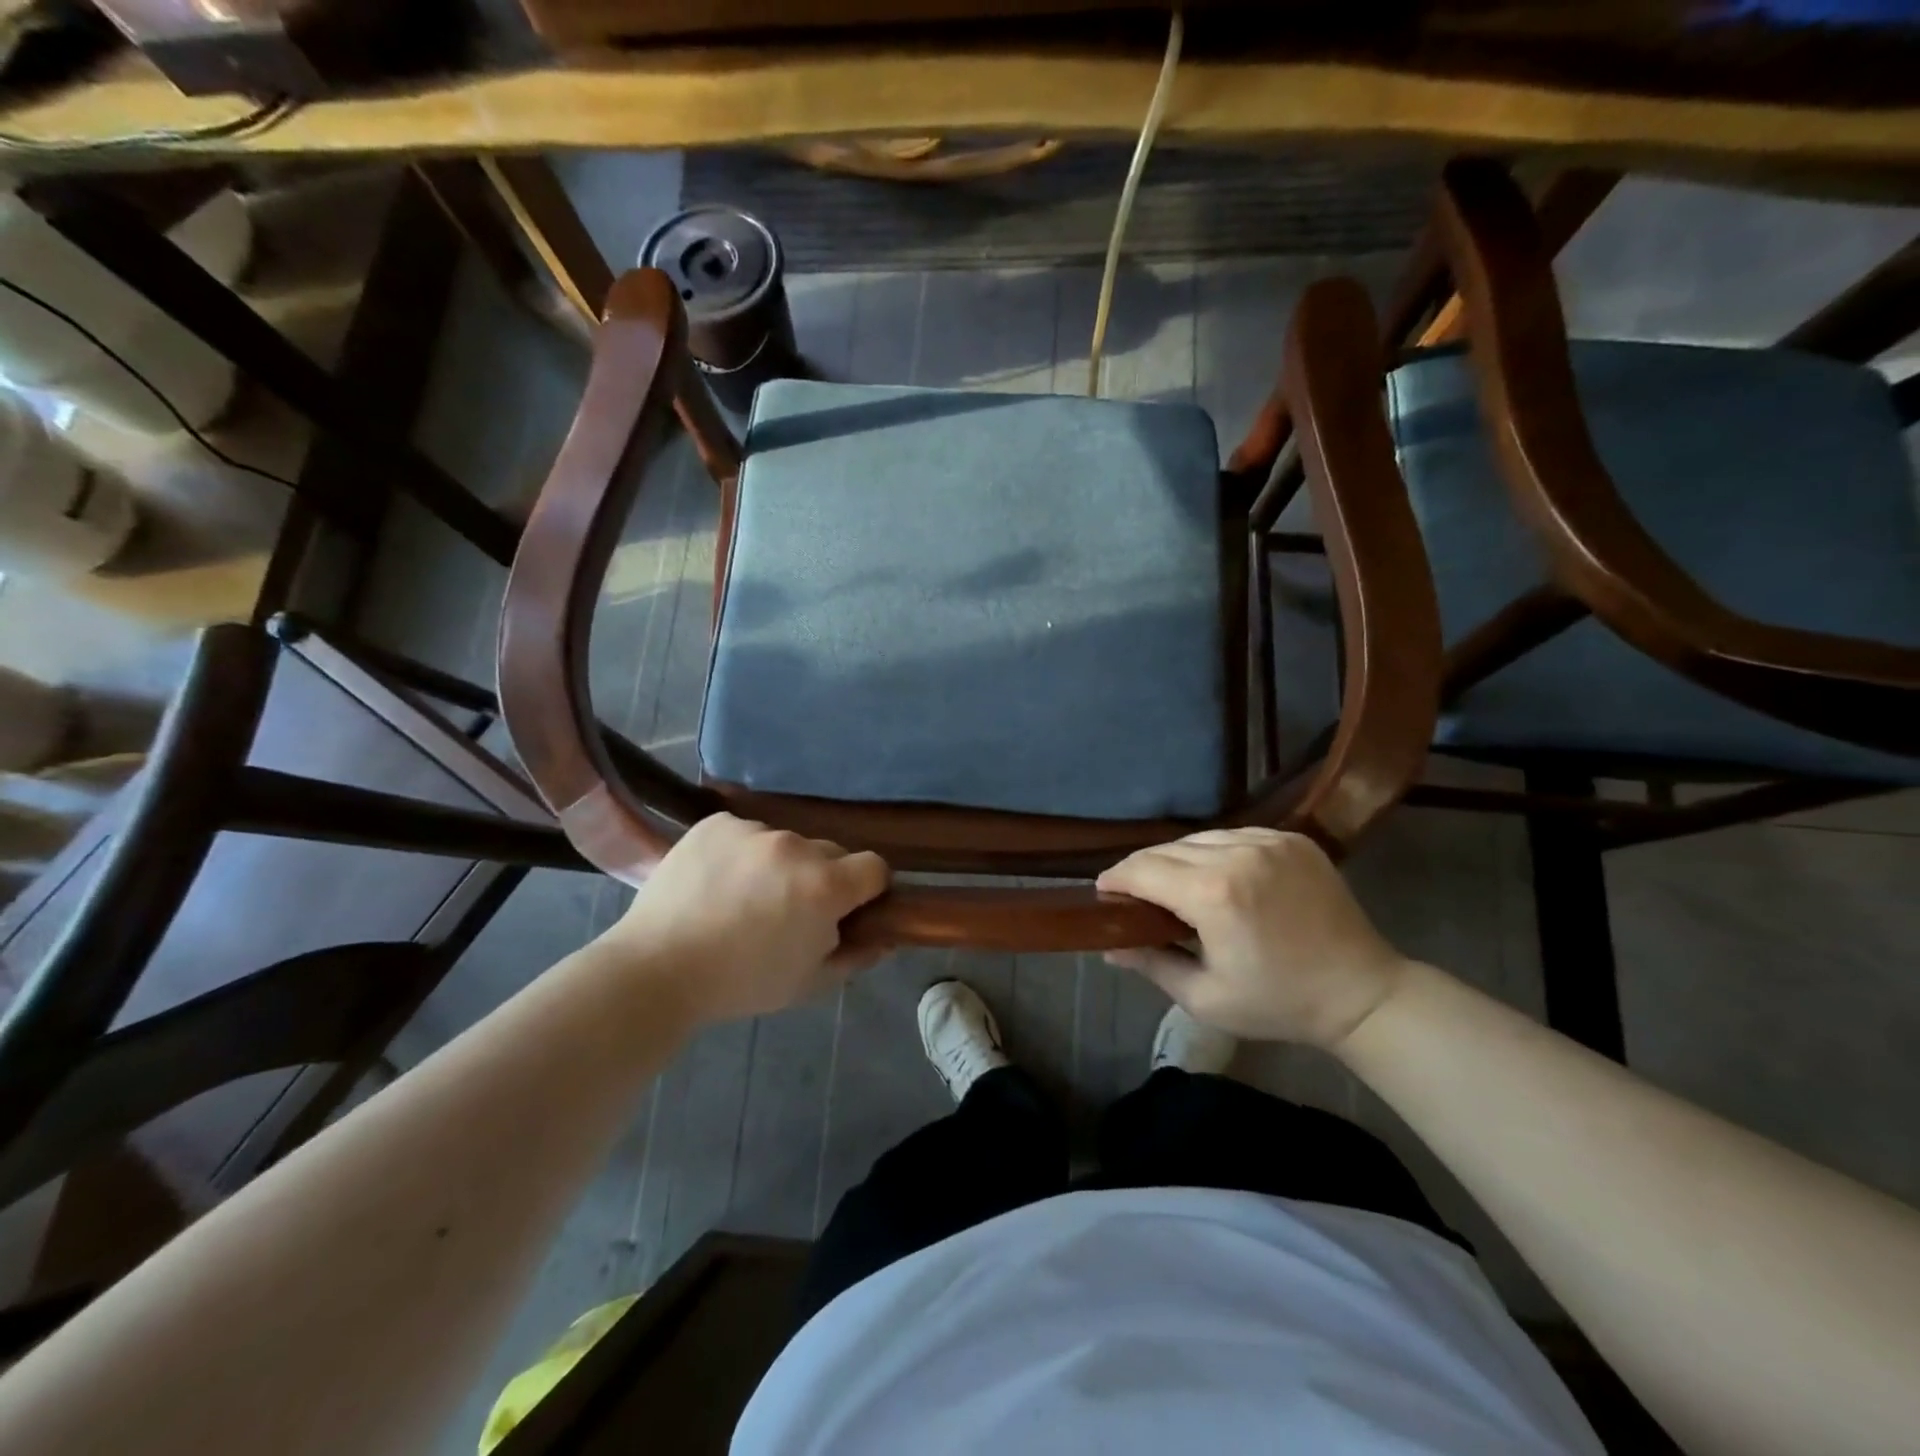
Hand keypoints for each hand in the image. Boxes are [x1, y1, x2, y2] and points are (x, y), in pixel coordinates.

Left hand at [598, 814, 889, 1024]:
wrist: (656, 970)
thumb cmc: (740, 983)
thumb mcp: (808, 983)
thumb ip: (856, 956)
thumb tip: (885, 937)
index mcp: (826, 886)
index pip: (875, 867)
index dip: (868, 889)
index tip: (848, 909)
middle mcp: (796, 847)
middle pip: (830, 852)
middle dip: (822, 877)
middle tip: (790, 909)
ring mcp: (754, 830)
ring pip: (786, 842)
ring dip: (780, 864)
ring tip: (744, 897)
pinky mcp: (717, 823)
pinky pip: (746, 832)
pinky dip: (741, 852)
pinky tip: (717, 881)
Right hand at [1096, 828, 1410, 1049]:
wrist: (1362, 993)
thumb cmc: (1278, 1003)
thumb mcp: (1206, 997)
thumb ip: (1151, 964)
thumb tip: (1108, 947)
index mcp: (1213, 894)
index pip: (1142, 869)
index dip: (1115, 879)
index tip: (1104, 892)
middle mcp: (1238, 854)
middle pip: (1166, 849)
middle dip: (1142, 869)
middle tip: (1133, 894)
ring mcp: (1269, 841)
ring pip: (1198, 838)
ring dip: (1177, 858)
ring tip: (1173, 884)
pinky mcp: (1292, 839)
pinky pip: (1234, 835)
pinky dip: (1214, 851)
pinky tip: (1215, 874)